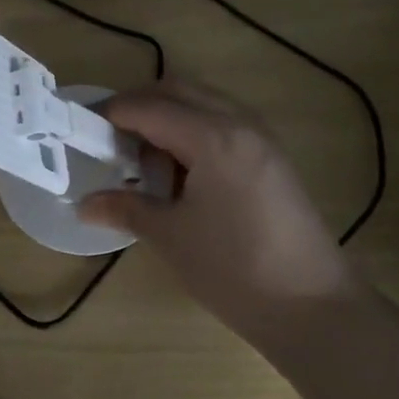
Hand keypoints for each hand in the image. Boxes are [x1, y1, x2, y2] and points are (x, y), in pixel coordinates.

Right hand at [79, 80, 364, 340]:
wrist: (315, 308)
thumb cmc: (235, 270)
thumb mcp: (171, 237)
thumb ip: (126, 208)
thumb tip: (84, 204)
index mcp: (211, 137)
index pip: (149, 106)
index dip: (112, 113)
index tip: (84, 129)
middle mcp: (239, 123)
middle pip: (178, 90)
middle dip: (139, 106)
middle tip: (111, 140)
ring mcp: (262, 138)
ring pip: (203, 103)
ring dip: (168, 116)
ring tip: (145, 159)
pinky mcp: (273, 157)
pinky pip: (224, 122)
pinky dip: (194, 130)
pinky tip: (182, 172)